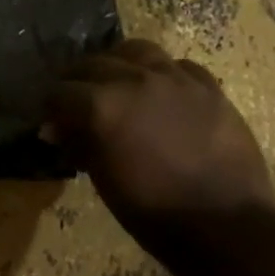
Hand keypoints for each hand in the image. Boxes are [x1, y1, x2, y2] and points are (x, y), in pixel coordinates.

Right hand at [45, 40, 274, 249]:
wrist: (224, 224)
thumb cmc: (153, 211)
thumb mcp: (103, 180)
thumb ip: (78, 145)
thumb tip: (58, 130)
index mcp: (102, 105)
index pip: (60, 91)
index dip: (49, 106)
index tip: (50, 119)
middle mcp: (135, 80)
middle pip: (93, 63)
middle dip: (77, 80)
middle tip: (74, 100)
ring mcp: (176, 79)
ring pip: (137, 51)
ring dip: (118, 63)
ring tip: (116, 81)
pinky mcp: (209, 88)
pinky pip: (177, 66)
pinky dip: (161, 74)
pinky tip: (160, 92)